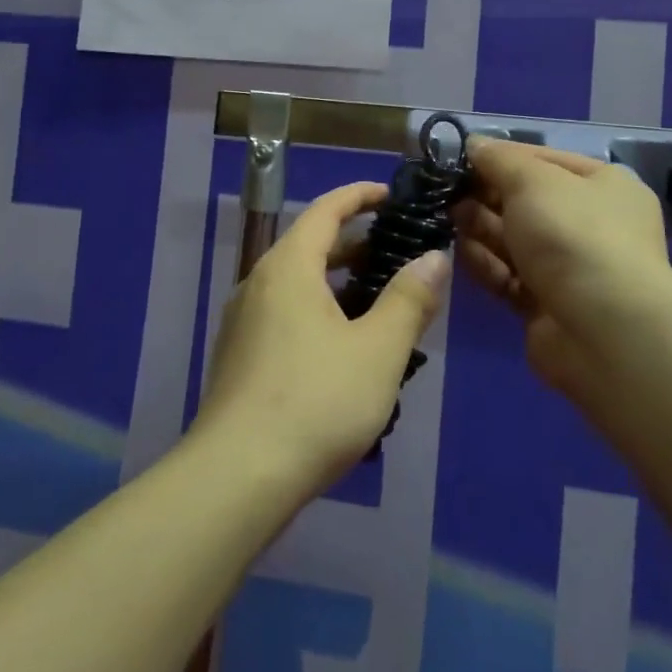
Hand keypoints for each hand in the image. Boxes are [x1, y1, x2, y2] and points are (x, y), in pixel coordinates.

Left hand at [195, 182, 448, 495]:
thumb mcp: (378, 350)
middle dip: (355, 243)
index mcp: (288, 267)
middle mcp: (259, 283)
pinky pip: (286, 314)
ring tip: (381, 301)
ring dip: (339, 283)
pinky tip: (346, 349)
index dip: (360, 195)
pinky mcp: (240, 357)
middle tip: (398, 252)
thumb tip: (434, 257)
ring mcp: (244, 322)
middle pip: (310, 245)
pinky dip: (319, 311)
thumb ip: (409, 299)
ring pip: (298, 284)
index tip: (392, 194)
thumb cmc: (316, 402)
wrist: (237, 477)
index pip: (326, 210)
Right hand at [456, 138, 671, 407]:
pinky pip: (509, 277)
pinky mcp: (547, 306)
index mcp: (603, 186)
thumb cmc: (572, 235)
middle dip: (486, 195)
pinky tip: (458, 254)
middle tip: (446, 192)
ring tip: (446, 219)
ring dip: (480, 229)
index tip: (459, 157)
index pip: (544, 160)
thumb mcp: (533, 180)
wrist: (603, 330)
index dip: (501, 157)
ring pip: (514, 240)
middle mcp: (592, 225)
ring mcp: (570, 268)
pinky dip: (486, 265)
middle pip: (526, 202)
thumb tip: (474, 144)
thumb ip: (498, 160)